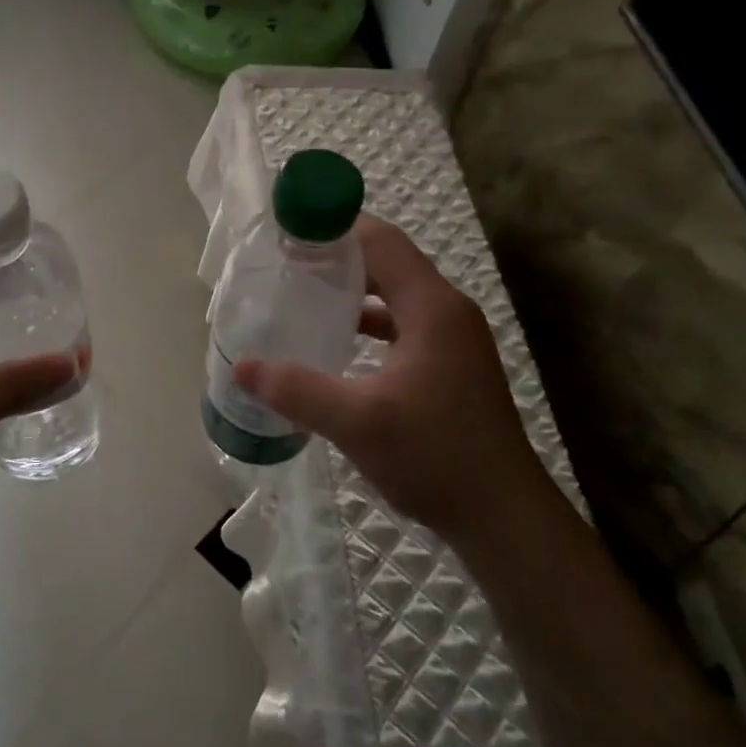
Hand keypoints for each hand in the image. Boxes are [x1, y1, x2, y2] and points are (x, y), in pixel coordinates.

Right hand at [234, 214, 544, 538]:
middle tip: (284, 263)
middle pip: (387, 262)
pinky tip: (336, 340)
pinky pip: (401, 323)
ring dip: (351, 289)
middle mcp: (446, 311)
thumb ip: (296, 390)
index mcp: (432, 307)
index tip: (287, 231)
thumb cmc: (436, 457)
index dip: (334, 228)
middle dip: (336, 257)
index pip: (380, 241)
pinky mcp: (449, 364)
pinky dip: (368, 320)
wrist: (503, 517)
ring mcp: (451, 339)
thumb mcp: (357, 422)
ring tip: (301, 295)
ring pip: (394, 293)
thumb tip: (242, 366)